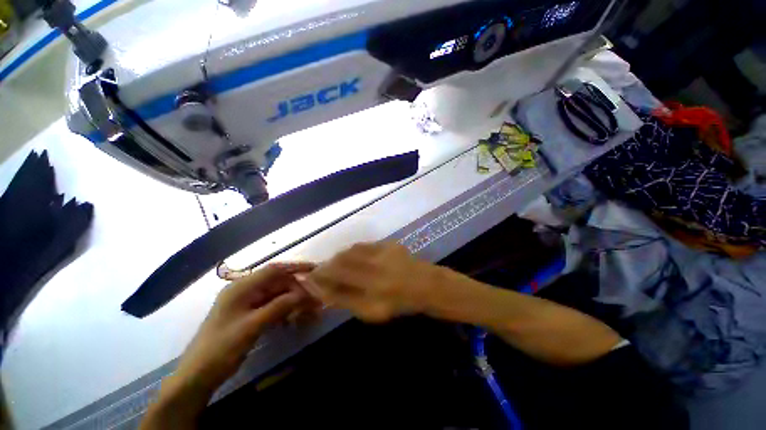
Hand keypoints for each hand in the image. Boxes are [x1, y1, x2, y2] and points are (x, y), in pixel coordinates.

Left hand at [174, 262, 316, 392]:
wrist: (197, 376)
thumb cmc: (221, 348)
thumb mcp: (252, 326)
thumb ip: (279, 307)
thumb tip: (305, 293)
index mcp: (241, 288)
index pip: (273, 270)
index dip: (295, 267)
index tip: (314, 269)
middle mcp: (245, 291)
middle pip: (277, 283)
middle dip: (297, 288)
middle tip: (314, 297)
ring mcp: (247, 303)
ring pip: (276, 295)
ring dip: (292, 300)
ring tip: (309, 308)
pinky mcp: (249, 315)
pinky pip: (271, 306)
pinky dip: (284, 310)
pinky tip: (293, 318)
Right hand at [305, 242, 442, 322]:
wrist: (426, 285)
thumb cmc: (400, 303)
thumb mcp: (372, 312)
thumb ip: (347, 301)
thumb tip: (324, 292)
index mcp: (372, 291)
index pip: (337, 282)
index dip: (321, 279)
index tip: (310, 279)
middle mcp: (376, 270)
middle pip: (341, 264)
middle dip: (326, 266)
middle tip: (320, 270)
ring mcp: (383, 254)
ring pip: (351, 252)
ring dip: (338, 257)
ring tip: (333, 263)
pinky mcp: (389, 244)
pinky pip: (364, 245)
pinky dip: (353, 250)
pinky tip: (351, 255)